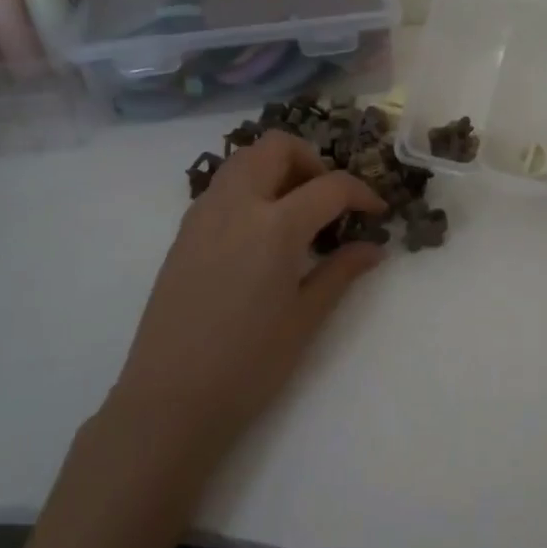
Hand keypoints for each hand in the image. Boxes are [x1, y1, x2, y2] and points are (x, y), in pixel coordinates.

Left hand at [107, 131, 387, 471]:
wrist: (169, 399)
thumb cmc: (249, 364)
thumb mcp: (306, 318)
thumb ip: (342, 271)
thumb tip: (374, 247)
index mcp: (274, 226)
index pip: (330, 187)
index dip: (362, 194)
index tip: (377, 213)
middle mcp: (236, 205)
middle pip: (277, 148)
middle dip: (313, 162)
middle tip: (330, 200)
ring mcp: (203, 214)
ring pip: (245, 159)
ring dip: (278, 168)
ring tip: (298, 211)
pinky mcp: (184, 232)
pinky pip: (223, 186)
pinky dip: (251, 187)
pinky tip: (263, 231)